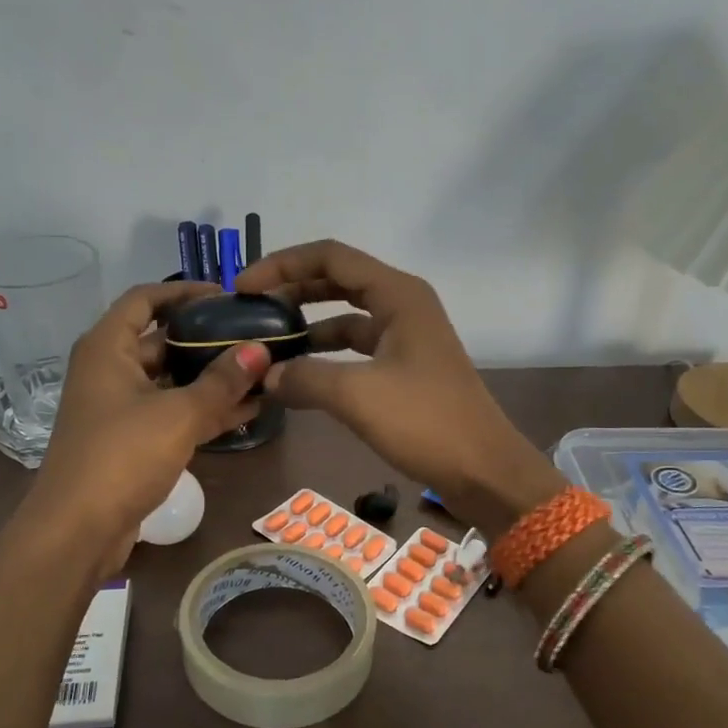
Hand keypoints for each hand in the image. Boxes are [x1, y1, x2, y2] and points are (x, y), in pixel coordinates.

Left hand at [25, 282, 270, 571]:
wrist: (78, 530)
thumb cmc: (121, 456)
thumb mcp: (178, 414)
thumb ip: (222, 381)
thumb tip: (261, 348)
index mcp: (107, 348)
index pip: (145, 299)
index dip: (184, 291)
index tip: (227, 295)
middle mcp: (109, 371)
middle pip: (161, 340)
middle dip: (206, 339)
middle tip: (253, 335)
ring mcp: (119, 408)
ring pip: (171, 381)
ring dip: (211, 379)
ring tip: (260, 372)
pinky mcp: (130, 441)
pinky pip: (172, 413)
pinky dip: (203, 410)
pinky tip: (246, 411)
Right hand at [235, 241, 563, 536]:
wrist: (483, 470)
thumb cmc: (425, 422)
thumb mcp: (357, 396)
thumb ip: (304, 377)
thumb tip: (264, 375)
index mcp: (397, 294)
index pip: (330, 257)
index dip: (283, 265)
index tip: (244, 288)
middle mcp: (402, 305)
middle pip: (337, 280)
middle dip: (293, 290)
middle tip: (251, 310)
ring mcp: (406, 337)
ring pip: (346, 317)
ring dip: (308, 324)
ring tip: (268, 342)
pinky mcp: (405, 368)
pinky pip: (356, 348)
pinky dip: (326, 355)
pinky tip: (299, 374)